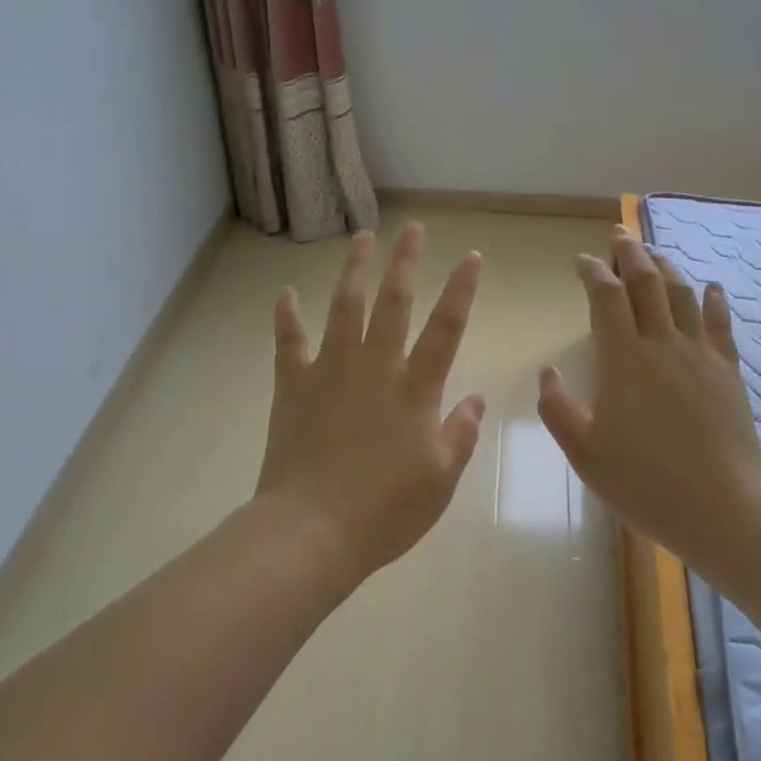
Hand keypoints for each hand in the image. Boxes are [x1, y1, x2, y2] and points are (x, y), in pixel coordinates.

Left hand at [255, 224, 486, 590]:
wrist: (311, 531)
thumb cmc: (385, 511)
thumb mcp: (440, 479)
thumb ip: (460, 434)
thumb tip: (476, 399)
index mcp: (415, 389)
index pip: (446, 328)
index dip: (461, 290)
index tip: (471, 256)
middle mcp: (374, 367)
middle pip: (393, 302)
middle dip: (406, 262)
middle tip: (413, 229)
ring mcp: (329, 372)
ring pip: (344, 308)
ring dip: (354, 271)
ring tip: (362, 239)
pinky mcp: (293, 387)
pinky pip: (289, 343)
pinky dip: (286, 317)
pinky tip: (285, 293)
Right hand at [538, 227, 760, 567]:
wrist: (721, 508)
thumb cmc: (644, 483)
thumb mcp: (584, 453)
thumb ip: (558, 409)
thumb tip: (548, 372)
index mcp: (623, 359)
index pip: (606, 297)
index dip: (592, 272)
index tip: (581, 260)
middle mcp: (662, 344)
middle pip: (646, 282)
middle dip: (630, 253)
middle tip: (619, 234)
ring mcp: (700, 354)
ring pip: (682, 294)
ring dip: (666, 266)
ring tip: (654, 253)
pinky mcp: (728, 371)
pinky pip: (721, 324)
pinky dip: (713, 299)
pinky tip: (711, 287)